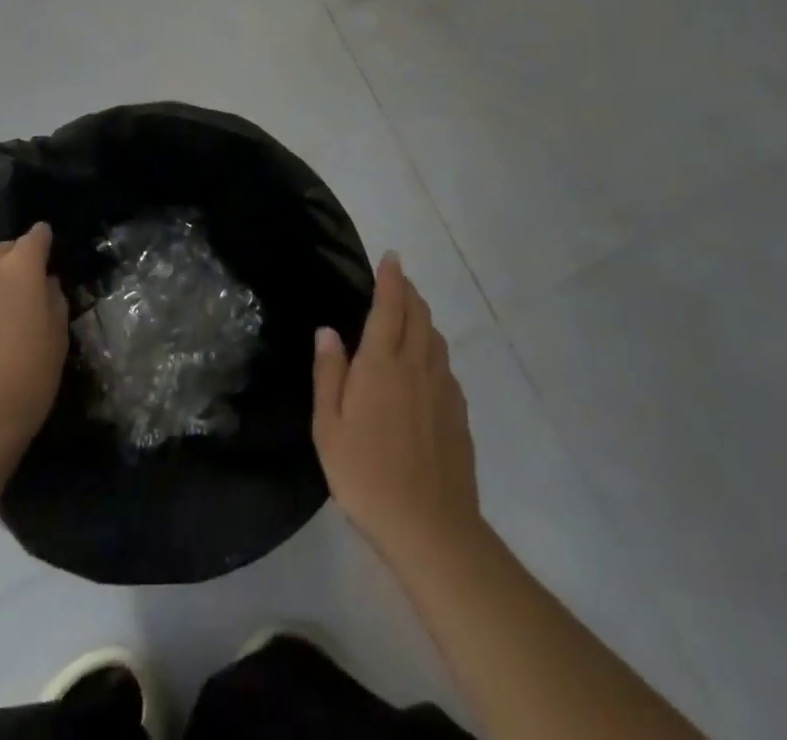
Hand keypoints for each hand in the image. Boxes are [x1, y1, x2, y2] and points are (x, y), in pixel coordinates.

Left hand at [0, 223, 68, 481]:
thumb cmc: (26, 377)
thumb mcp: (57, 338)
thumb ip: (53, 299)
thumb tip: (44, 283)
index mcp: (19, 267)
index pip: (36, 237)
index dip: (45, 241)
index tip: (52, 251)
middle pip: (4, 249)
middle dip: (18, 259)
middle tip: (31, 286)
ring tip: (5, 308)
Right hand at [312, 254, 481, 562]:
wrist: (431, 529)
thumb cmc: (367, 475)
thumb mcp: (329, 427)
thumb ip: (329, 373)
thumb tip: (328, 330)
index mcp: (383, 364)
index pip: (390, 306)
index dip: (391, 279)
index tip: (392, 256)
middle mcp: (417, 366)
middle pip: (419, 315)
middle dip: (408, 292)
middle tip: (398, 281)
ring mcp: (443, 389)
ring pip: (436, 338)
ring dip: (423, 317)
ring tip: (410, 314)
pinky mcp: (458, 414)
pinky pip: (445, 366)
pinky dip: (434, 349)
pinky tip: (425, 365)